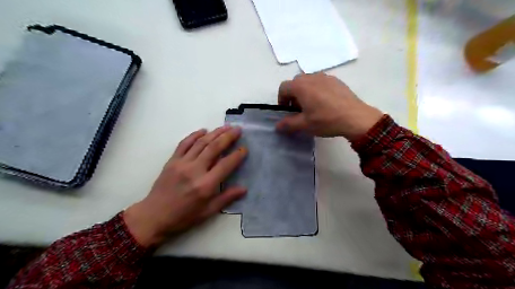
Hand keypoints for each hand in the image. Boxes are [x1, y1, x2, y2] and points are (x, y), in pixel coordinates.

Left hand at [123, 127, 245, 246]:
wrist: (153, 216)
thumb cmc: (184, 217)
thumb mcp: (208, 212)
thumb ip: (227, 198)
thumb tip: (244, 189)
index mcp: (205, 185)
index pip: (225, 164)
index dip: (237, 155)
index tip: (244, 148)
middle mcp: (194, 170)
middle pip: (214, 148)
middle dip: (228, 137)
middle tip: (238, 129)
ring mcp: (181, 163)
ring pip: (201, 143)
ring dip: (215, 133)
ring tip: (226, 127)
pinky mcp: (172, 161)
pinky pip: (184, 143)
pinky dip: (194, 135)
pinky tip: (203, 130)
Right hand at [278, 71, 381, 139]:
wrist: (355, 118)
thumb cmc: (326, 120)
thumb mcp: (304, 125)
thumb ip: (288, 124)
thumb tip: (277, 126)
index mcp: (300, 86)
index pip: (283, 88)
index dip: (282, 100)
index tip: (287, 112)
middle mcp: (311, 77)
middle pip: (295, 83)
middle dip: (293, 96)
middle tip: (299, 110)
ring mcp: (325, 77)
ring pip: (309, 82)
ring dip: (305, 92)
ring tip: (313, 107)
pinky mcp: (337, 81)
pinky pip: (321, 83)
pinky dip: (318, 91)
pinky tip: (326, 104)